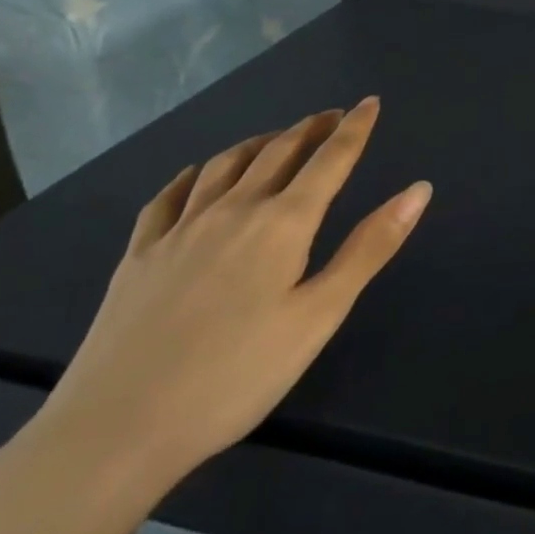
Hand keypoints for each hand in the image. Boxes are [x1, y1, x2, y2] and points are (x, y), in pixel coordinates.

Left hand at [9, 99, 429, 507]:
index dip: (354, 129)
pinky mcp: (138, 256)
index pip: (330, 159)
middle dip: (311, 129)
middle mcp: (233, 210)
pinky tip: (196, 174)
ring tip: (277, 138)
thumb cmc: (236, 376)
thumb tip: (419, 189)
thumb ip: (370, 247)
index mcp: (282, 223)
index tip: (370, 102)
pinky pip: (168, 197)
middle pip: (278, 151)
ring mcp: (179, 230)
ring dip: (259, 142)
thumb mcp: (320, 315)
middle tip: (332, 117)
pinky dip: (192, 175)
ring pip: (226, 164)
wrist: (115, 431)